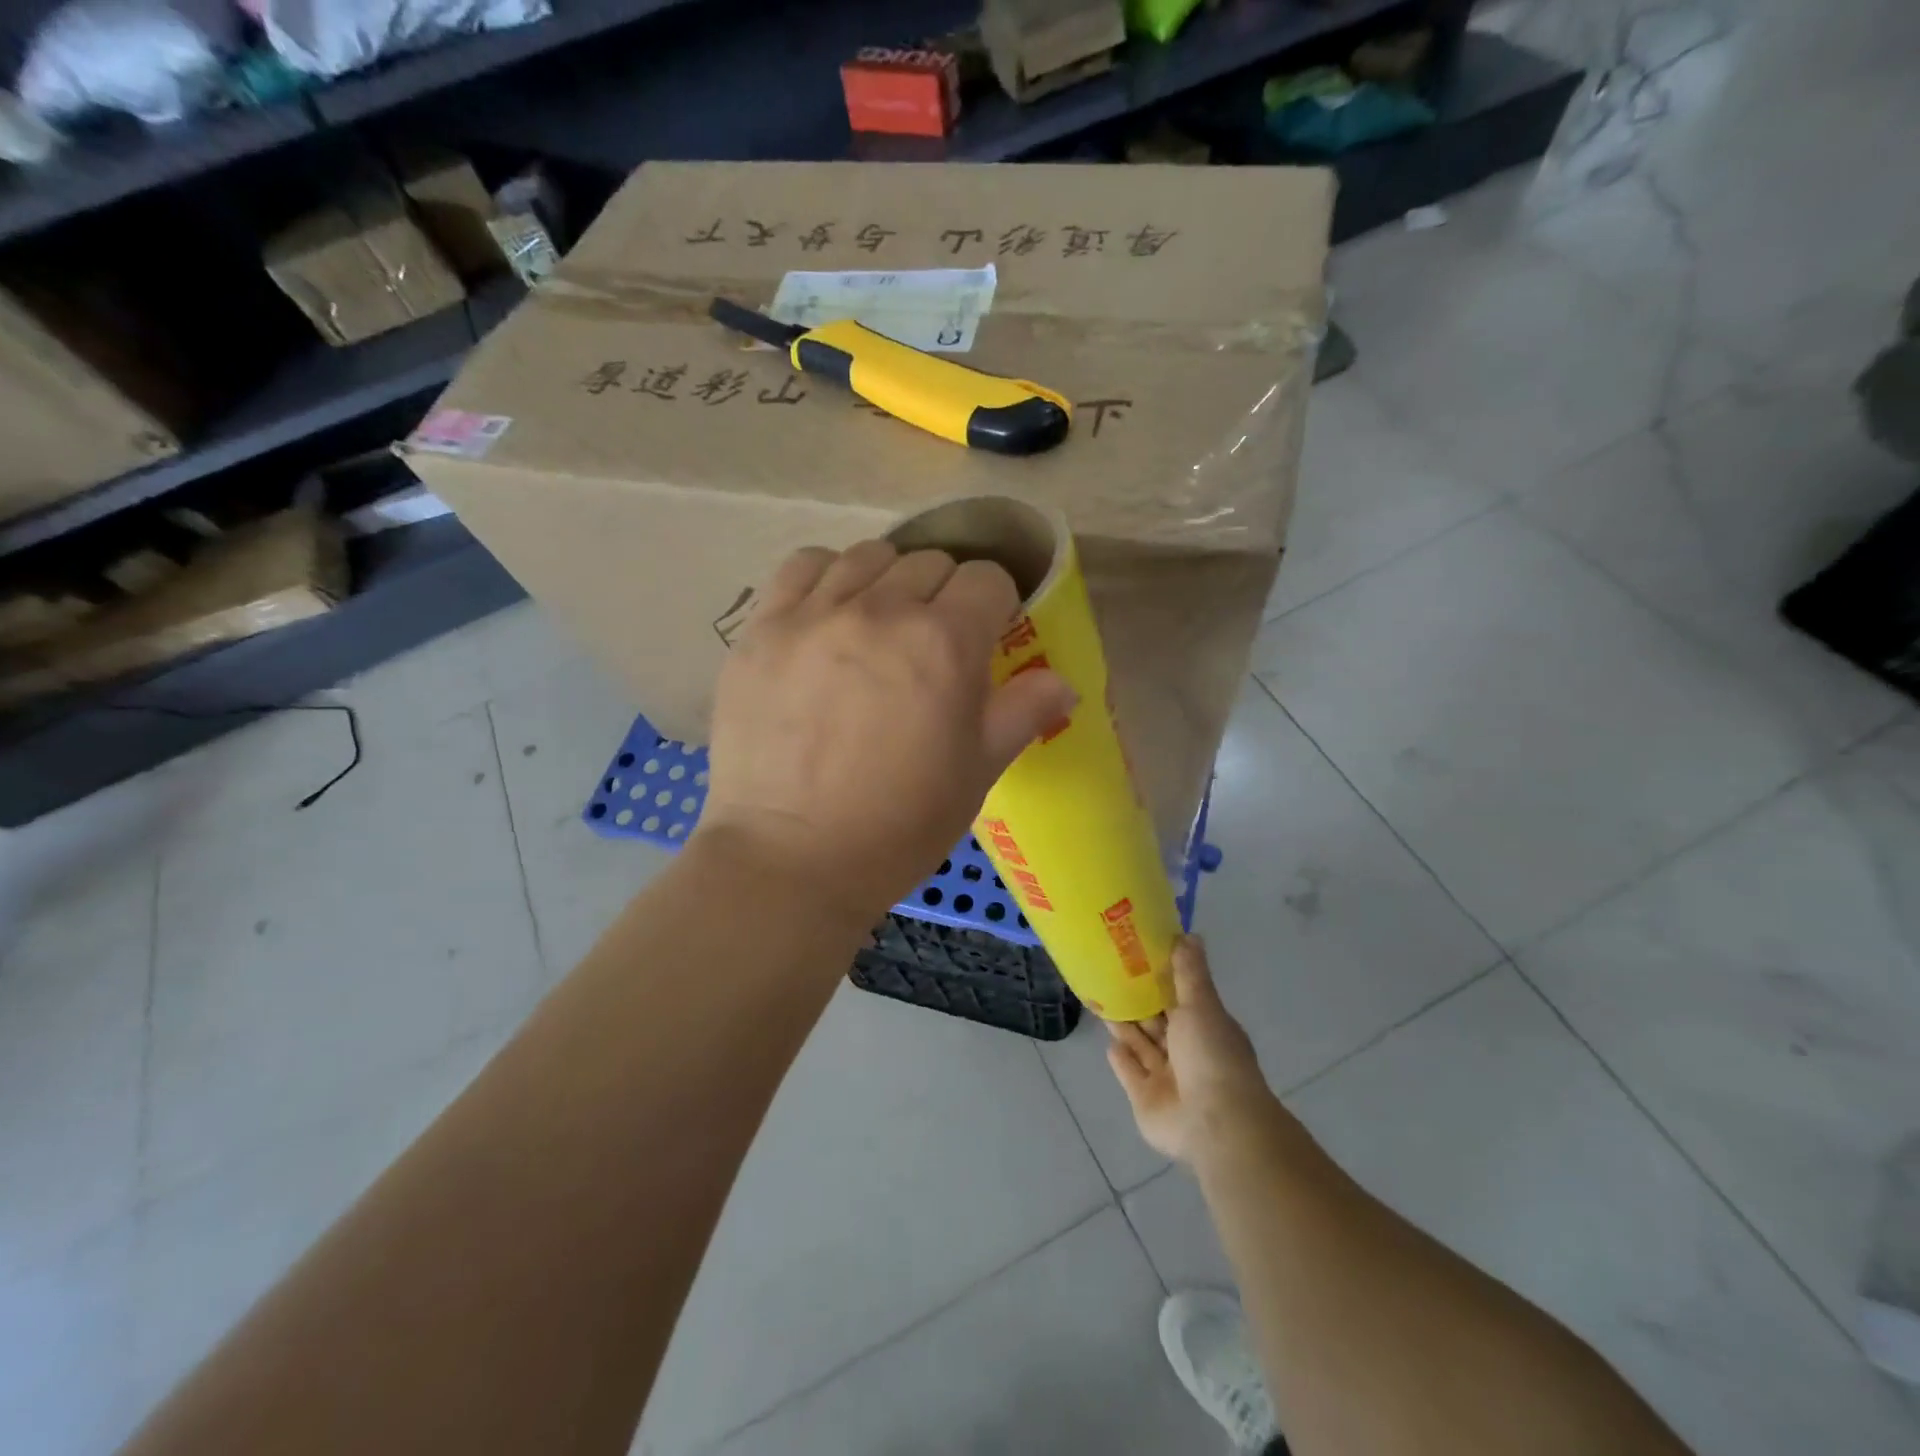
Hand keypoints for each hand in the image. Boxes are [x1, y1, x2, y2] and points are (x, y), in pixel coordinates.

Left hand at [699, 539, 1076, 923]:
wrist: (792, 860)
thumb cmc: (899, 825)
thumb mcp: (977, 773)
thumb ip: (1023, 712)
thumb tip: (1064, 683)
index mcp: (945, 642)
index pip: (986, 579)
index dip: (995, 604)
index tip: (987, 635)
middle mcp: (881, 609)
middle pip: (929, 563)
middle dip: (944, 594)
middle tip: (933, 643)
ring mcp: (814, 613)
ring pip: (868, 556)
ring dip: (888, 582)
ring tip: (880, 626)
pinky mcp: (763, 628)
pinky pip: (804, 567)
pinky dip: (827, 578)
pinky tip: (828, 614)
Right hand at [1107, 937, 1277, 1165]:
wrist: (1214, 1123)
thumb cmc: (1211, 1056)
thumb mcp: (1202, 1004)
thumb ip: (1190, 972)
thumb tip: (1190, 934)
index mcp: (1205, 1028)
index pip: (1180, 999)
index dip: (1160, 980)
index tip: (1137, 956)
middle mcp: (1187, 1053)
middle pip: (1158, 1023)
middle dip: (1139, 1003)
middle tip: (1110, 975)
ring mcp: (1167, 1079)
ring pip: (1142, 1046)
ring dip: (1126, 1027)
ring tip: (1102, 1000)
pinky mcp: (1146, 1100)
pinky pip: (1131, 1074)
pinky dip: (1122, 1059)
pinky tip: (1109, 1043)